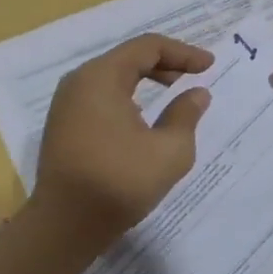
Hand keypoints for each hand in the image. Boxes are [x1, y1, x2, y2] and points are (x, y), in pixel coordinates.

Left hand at [30, 33, 214, 249]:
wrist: (65, 225)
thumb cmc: (119, 182)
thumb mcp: (169, 151)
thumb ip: (186, 115)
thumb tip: (197, 94)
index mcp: (102, 77)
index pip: (147, 47)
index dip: (182, 53)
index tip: (209, 66)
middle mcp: (79, 81)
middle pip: (127, 57)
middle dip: (164, 63)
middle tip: (193, 76)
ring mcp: (67, 103)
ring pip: (112, 76)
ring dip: (145, 79)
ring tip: (172, 92)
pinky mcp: (63, 124)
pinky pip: (100, 94)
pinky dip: (127, 95)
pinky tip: (142, 116)